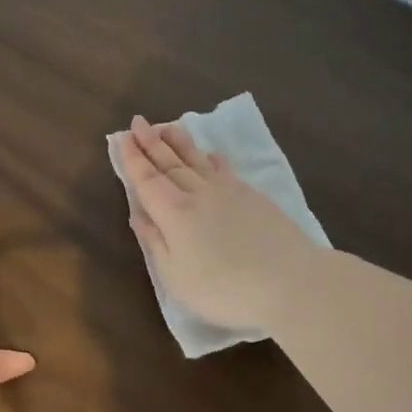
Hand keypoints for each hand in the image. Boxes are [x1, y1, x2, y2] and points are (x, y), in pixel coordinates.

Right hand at [118, 115, 322, 330]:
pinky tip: (211, 154)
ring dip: (179, 143)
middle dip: (151, 142)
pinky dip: (213, 160)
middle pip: (170, 163)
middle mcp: (198, 194)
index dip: (133, 159)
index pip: (147, 179)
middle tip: (138, 121)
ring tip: (167, 126)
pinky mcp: (253, 197)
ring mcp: (229, 192)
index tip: (122, 138)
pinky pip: (225, 171)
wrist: (289, 282)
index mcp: (173, 212)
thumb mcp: (175, 276)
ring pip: (197, 161)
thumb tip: (138, 215)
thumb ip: (155, 242)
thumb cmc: (223, 289)